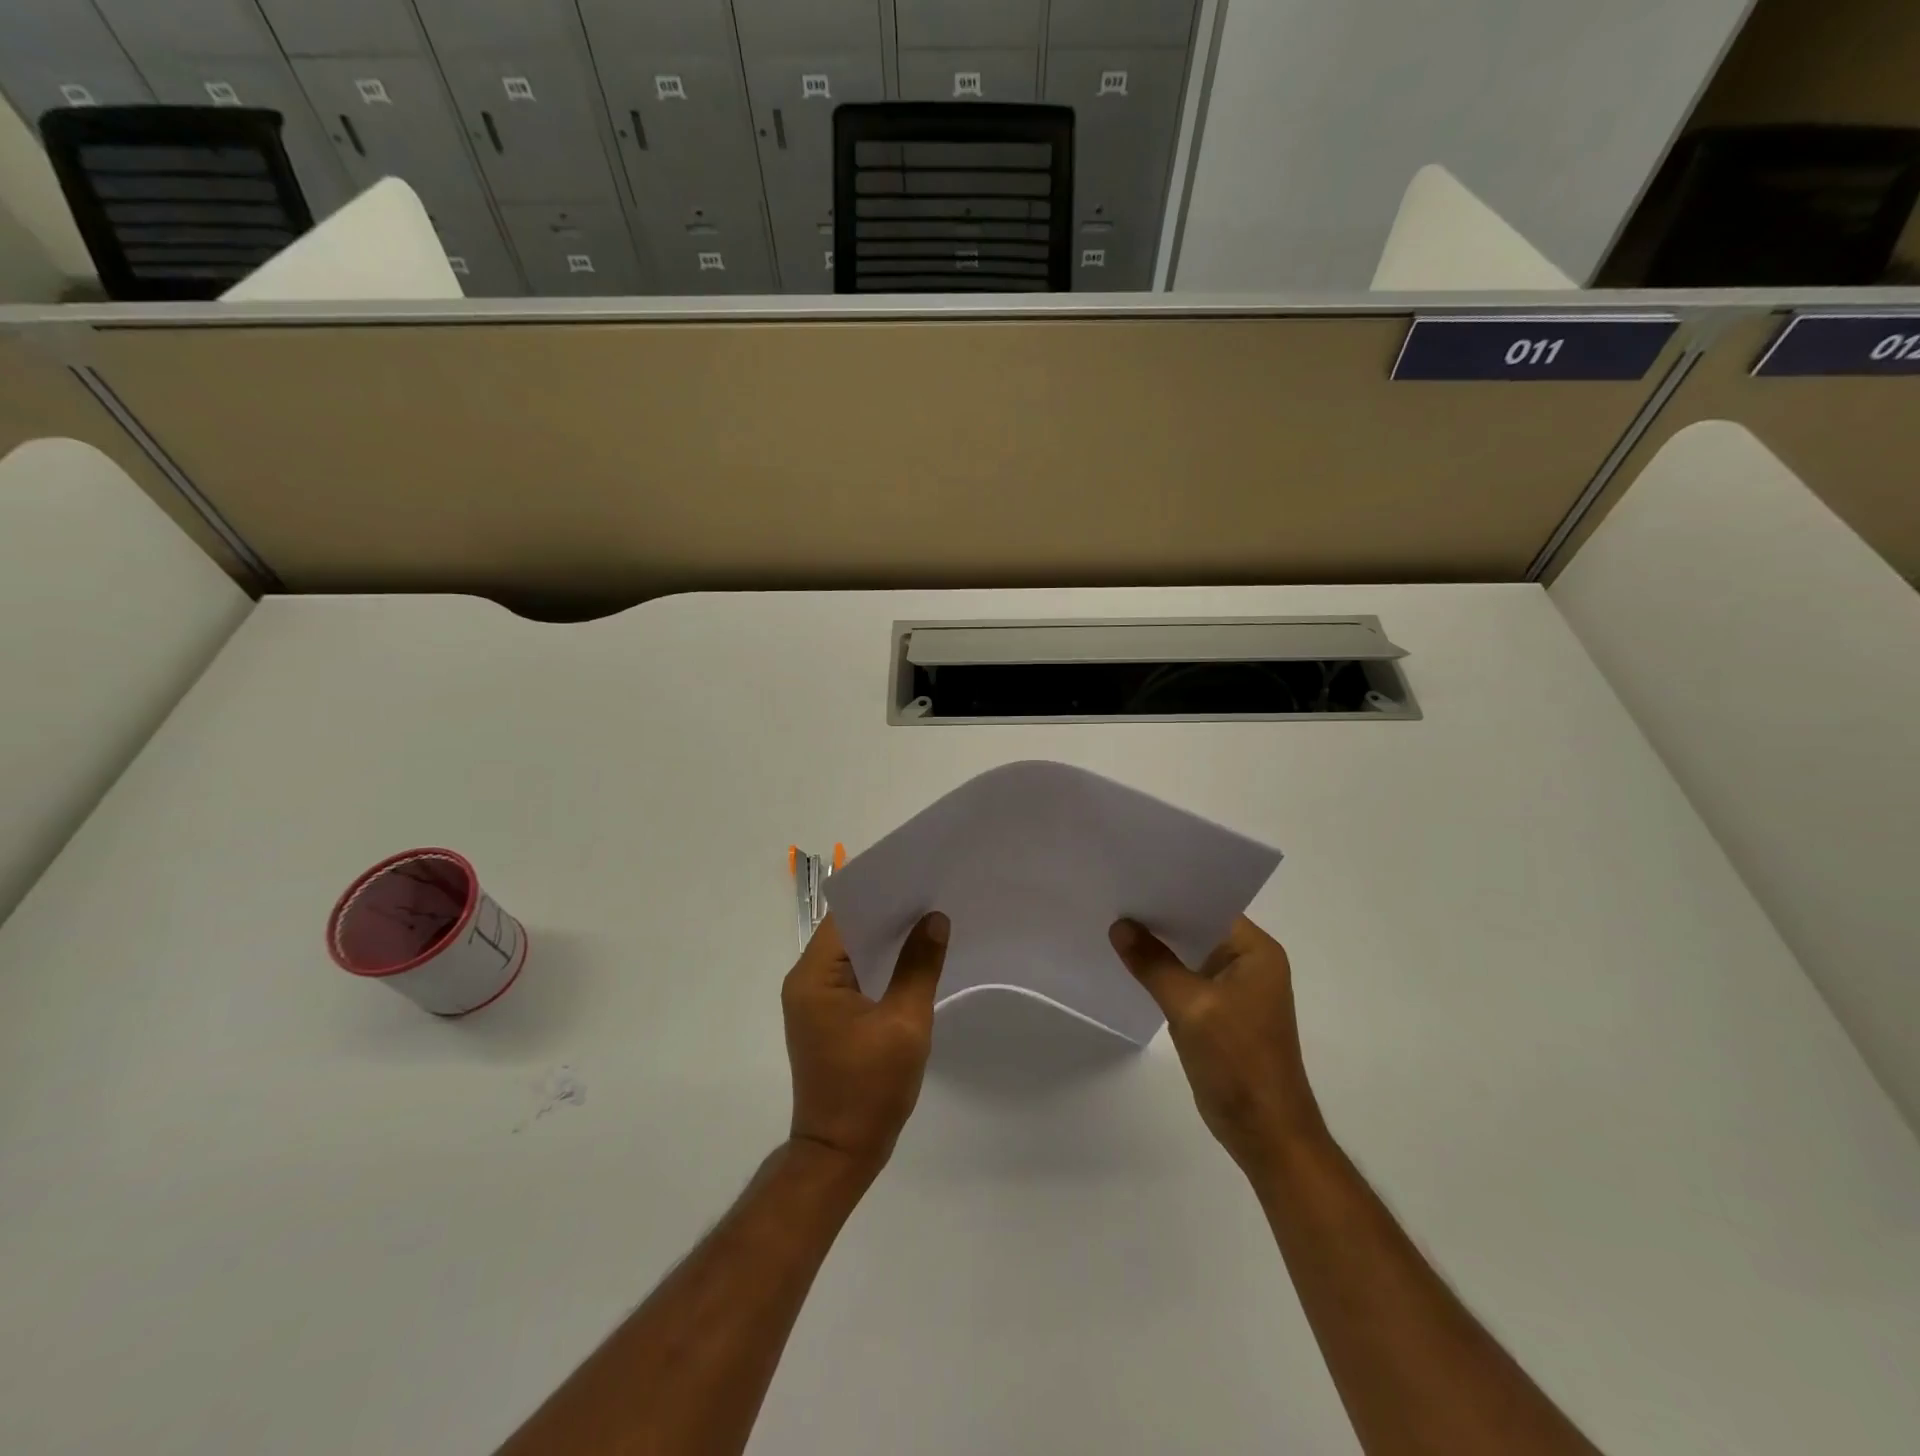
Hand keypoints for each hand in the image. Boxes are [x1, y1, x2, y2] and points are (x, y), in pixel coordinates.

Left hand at [782, 911, 949, 1179]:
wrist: (840, 1153)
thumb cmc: (870, 1088)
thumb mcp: (905, 1023)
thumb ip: (919, 966)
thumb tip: (934, 919)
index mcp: (813, 976)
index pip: (844, 916)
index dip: (880, 893)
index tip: (916, 877)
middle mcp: (805, 981)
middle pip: (846, 930)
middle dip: (887, 912)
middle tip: (930, 894)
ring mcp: (813, 1000)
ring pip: (850, 952)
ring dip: (884, 938)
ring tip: (927, 918)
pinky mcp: (826, 1017)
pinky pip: (853, 974)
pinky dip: (879, 963)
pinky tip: (912, 958)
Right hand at [1109, 915, 1325, 1174]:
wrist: (1266, 1133)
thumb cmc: (1237, 1062)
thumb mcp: (1190, 1006)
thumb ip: (1153, 963)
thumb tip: (1120, 926)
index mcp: (1256, 952)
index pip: (1210, 906)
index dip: (1172, 894)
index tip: (1131, 882)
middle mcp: (1250, 963)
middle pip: (1198, 929)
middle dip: (1160, 920)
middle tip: (1115, 901)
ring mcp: (1237, 990)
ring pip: (1190, 956)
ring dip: (1160, 948)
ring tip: (1116, 927)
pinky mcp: (1223, 1014)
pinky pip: (1188, 980)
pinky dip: (1164, 974)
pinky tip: (1132, 966)